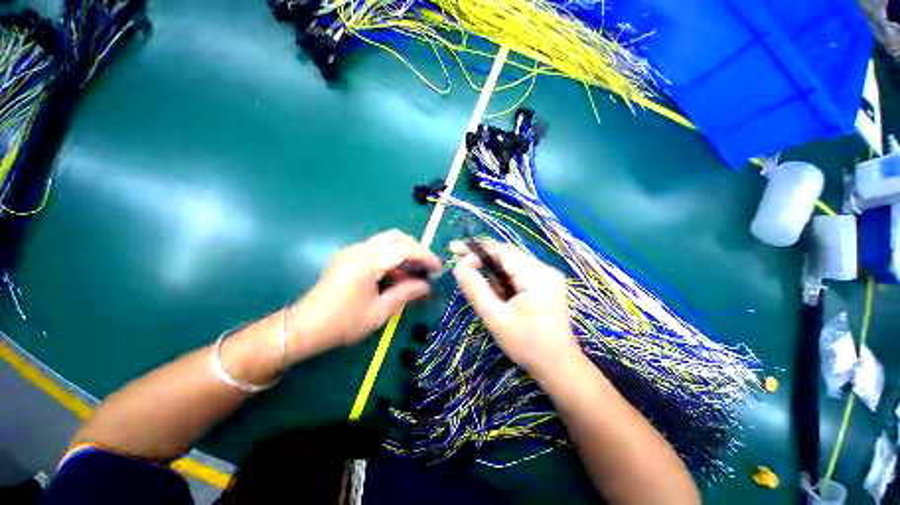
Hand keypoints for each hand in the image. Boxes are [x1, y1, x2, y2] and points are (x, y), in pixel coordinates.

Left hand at [288, 230, 440, 360]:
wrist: (303, 327)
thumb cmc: (342, 323)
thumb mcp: (379, 312)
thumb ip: (405, 294)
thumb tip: (426, 286)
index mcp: (368, 263)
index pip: (405, 249)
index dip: (425, 256)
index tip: (438, 268)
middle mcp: (360, 250)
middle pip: (396, 236)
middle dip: (416, 248)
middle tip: (425, 266)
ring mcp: (352, 251)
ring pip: (386, 240)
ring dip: (403, 251)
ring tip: (413, 272)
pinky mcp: (348, 256)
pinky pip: (376, 248)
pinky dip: (391, 256)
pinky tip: (394, 274)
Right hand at [452, 242, 581, 376]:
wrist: (558, 366)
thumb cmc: (527, 345)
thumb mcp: (496, 318)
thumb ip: (475, 290)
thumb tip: (459, 267)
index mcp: (537, 276)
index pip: (503, 251)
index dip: (478, 251)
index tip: (456, 254)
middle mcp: (545, 270)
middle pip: (507, 256)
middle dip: (483, 262)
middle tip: (462, 270)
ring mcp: (547, 276)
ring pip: (510, 265)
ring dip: (493, 275)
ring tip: (490, 298)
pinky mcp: (544, 284)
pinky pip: (517, 274)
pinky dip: (502, 281)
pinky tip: (501, 299)